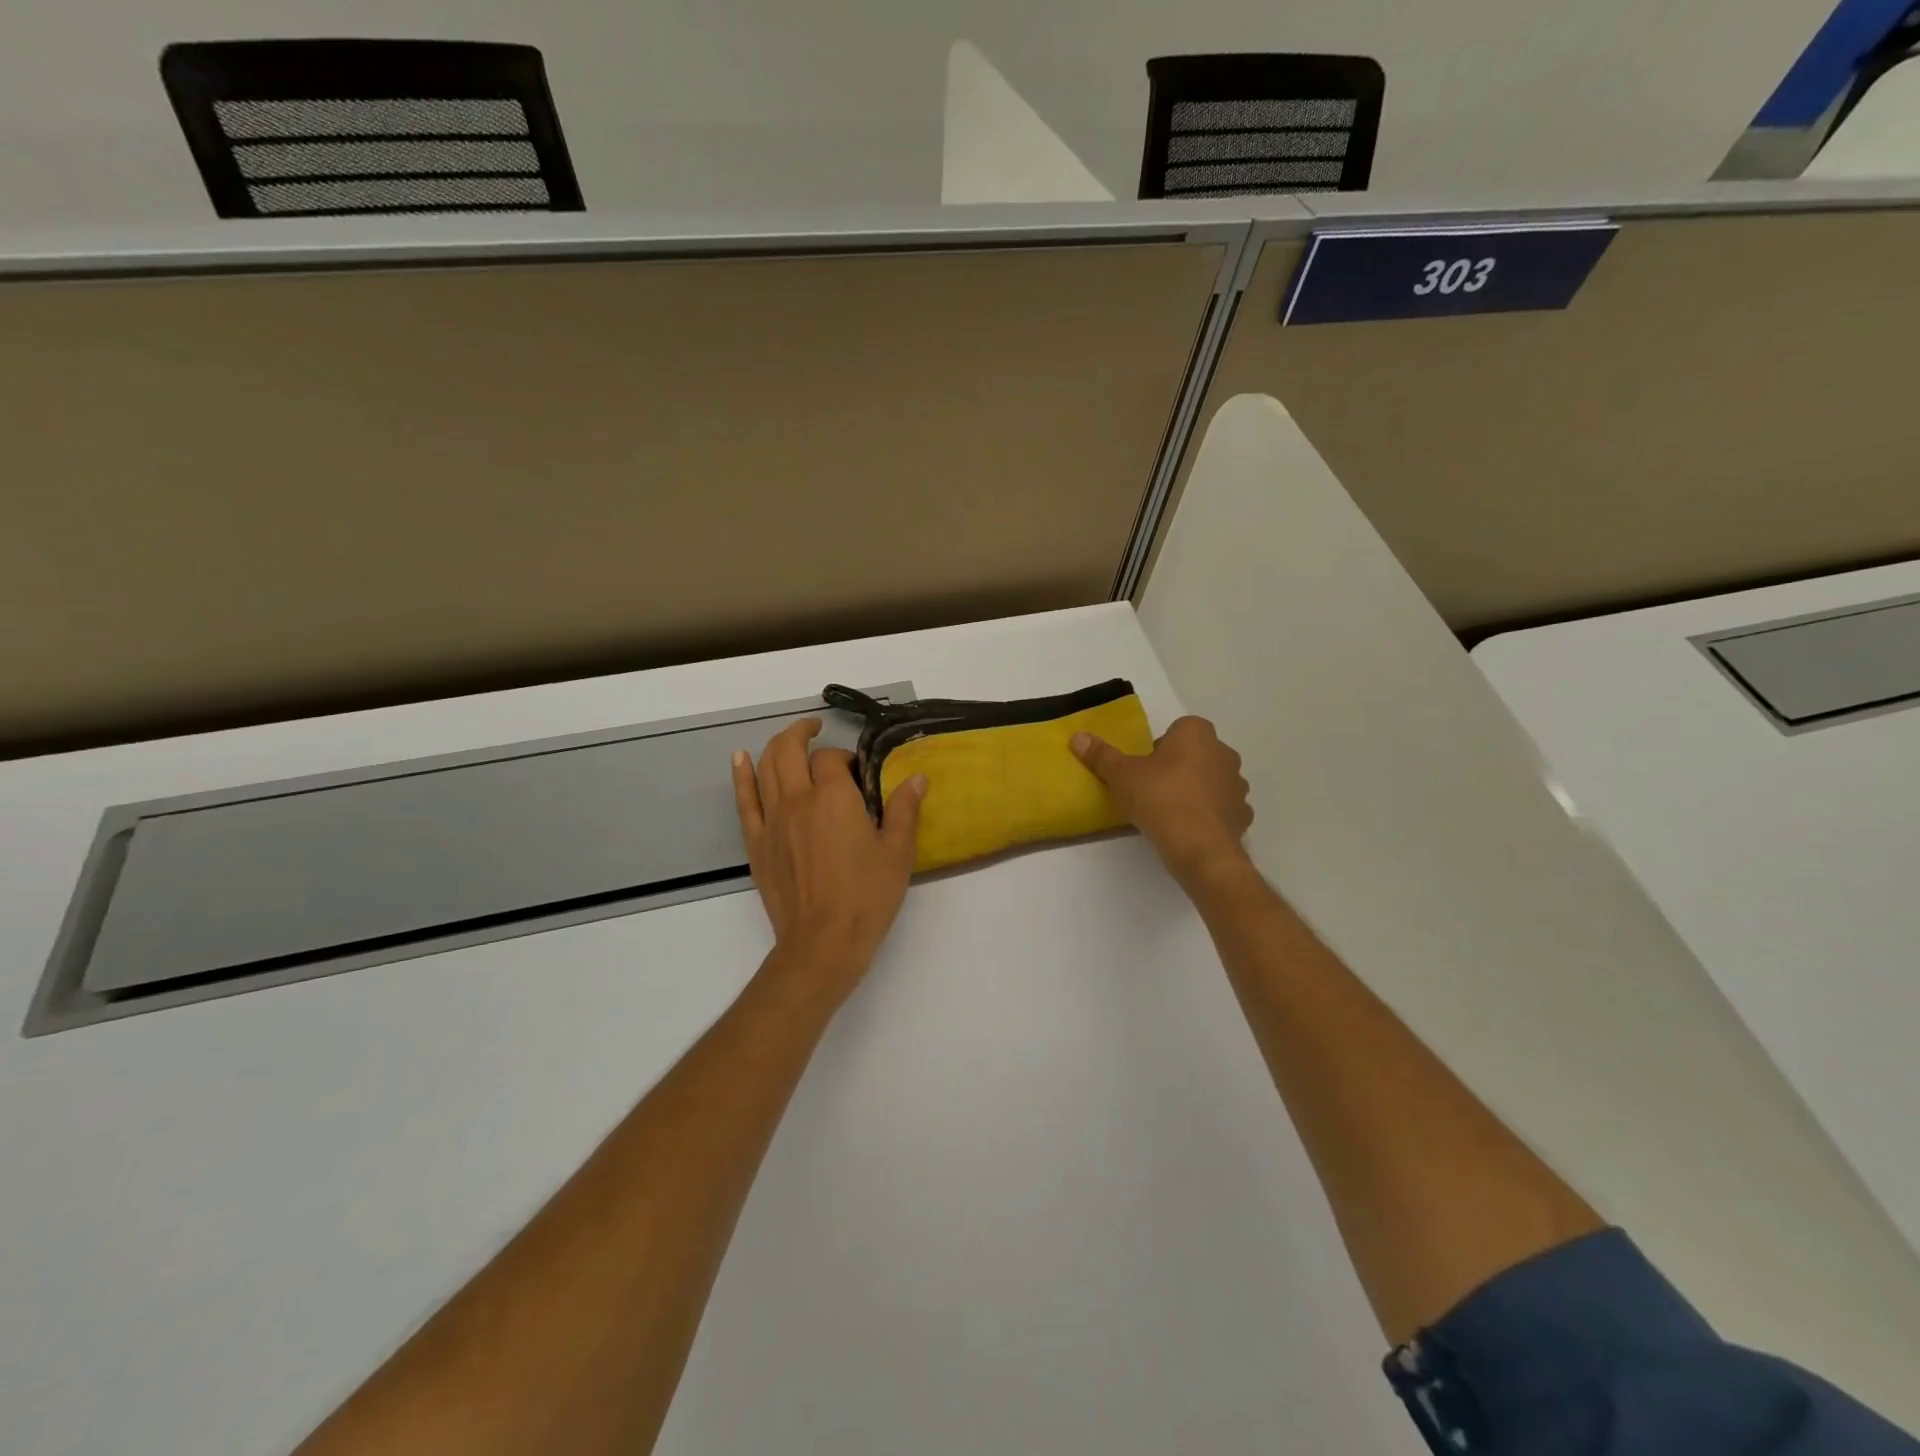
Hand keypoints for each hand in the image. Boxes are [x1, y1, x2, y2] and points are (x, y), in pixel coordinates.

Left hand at [732, 718, 925, 1006]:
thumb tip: (917, 777)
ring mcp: (772, 820)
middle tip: (815, 729)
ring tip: (790, 739)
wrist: (823, 942)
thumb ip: (905, 809)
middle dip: (802, 733)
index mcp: (835, 798)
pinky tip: (740, 758)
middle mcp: (798, 800)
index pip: (832, 759)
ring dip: (776, 746)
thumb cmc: (867, 897)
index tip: (857, 773)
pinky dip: (741, 775)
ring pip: (766, 767)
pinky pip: (744, 800)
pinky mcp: (756, 842)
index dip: (845, 758)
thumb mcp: (898, 852)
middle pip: (790, 750)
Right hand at [1072, 716, 1252, 888]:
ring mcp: (1237, 784)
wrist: (1199, 848)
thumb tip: (1077, 737)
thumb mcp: (1121, 776)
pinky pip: (1222, 808)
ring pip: (1211, 780)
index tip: (1143, 770)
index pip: (1177, 730)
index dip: (1159, 748)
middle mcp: (1223, 752)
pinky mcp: (1243, 814)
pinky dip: (1208, 815)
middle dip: (1178, 767)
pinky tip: (1189, 829)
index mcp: (1196, 733)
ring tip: (1170, 813)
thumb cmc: (1159, 799)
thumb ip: (1101, 755)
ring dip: (1195, 790)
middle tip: (1152, 790)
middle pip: (1195, 754)